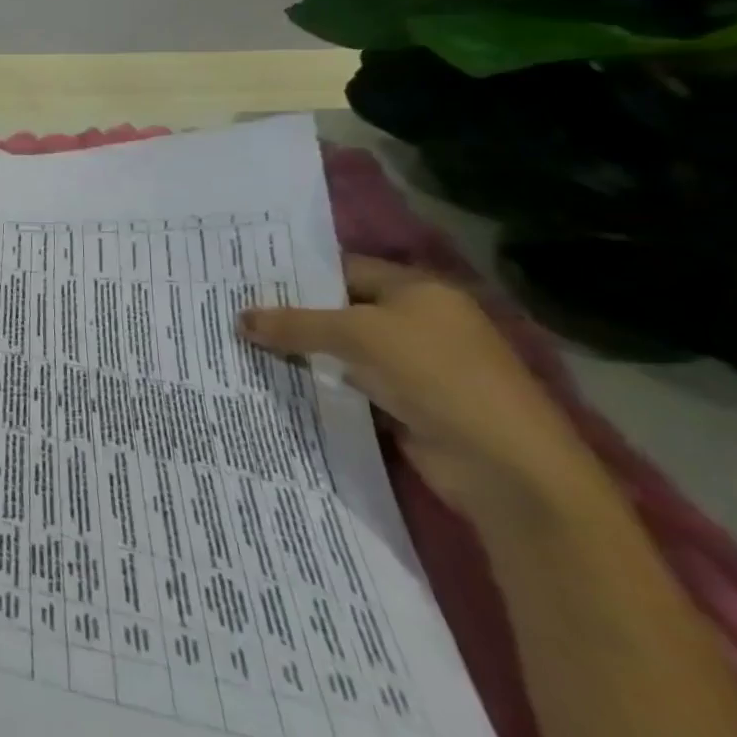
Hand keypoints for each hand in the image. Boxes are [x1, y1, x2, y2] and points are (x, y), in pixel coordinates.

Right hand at [239, 256, 597, 523]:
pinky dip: (317, 384)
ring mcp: (412, 366)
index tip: (245, 281)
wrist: (504, 466)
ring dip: (300, 352)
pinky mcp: (404, 405)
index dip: (296, 274)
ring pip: (340, 351)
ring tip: (240, 345)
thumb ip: (296, 324)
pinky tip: (274, 381)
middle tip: (232, 312)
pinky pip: (348, 385)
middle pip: (339, 310)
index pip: (343, 269)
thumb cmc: (435, 376)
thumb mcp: (357, 336)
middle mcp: (416, 322)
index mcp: (417, 290)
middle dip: (290, 315)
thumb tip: (239, 318)